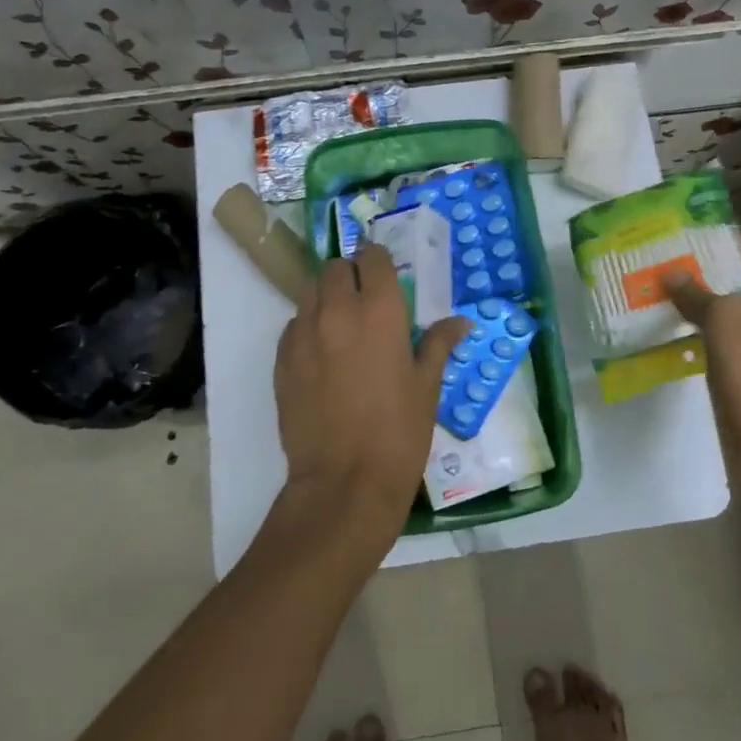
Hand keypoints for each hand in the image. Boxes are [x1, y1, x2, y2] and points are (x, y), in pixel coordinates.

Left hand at [273, 245, 467, 543]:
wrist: (344, 483)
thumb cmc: (399, 433)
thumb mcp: (428, 387)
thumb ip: (438, 344)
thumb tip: (459, 322)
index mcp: (380, 311)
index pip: (372, 258)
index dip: (379, 261)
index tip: (386, 276)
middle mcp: (338, 311)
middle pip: (335, 268)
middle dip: (351, 276)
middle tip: (366, 302)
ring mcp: (304, 334)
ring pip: (310, 293)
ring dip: (327, 299)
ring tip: (343, 327)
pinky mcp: (281, 360)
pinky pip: (293, 326)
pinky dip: (308, 328)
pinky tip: (322, 356)